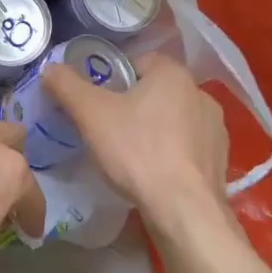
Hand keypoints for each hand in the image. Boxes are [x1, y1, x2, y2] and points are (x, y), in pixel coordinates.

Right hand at [40, 52, 227, 221]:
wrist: (184, 210)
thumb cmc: (136, 152)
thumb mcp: (90, 114)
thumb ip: (67, 86)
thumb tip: (50, 68)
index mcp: (173, 73)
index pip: (137, 62)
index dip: (113, 79)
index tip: (97, 102)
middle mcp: (200, 93)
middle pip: (154, 90)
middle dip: (132, 105)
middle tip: (107, 128)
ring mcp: (216, 127)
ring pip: (173, 118)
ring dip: (154, 129)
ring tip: (130, 155)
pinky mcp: (220, 158)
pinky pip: (188, 146)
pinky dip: (171, 153)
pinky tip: (154, 173)